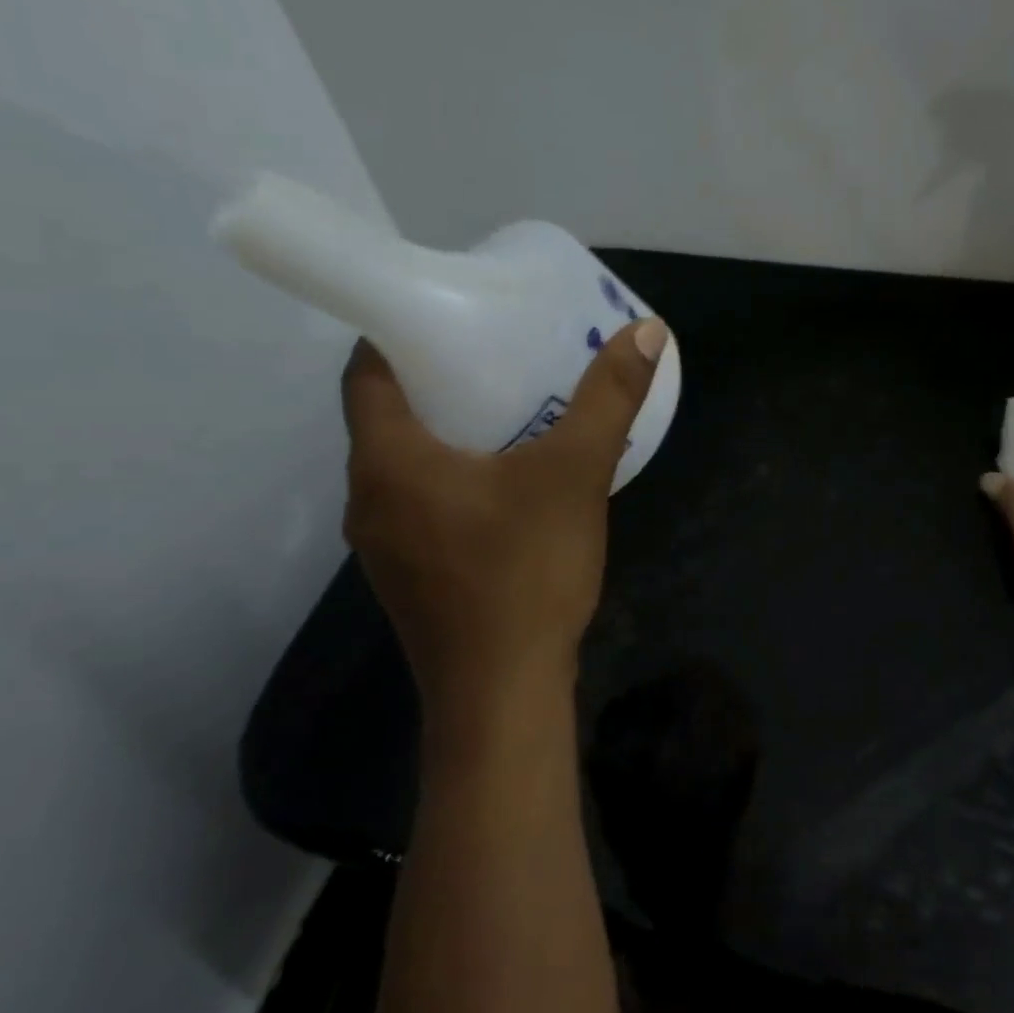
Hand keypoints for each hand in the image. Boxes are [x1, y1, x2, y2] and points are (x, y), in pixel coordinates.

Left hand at [340, 320, 669, 708]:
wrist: (503, 696)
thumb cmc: (524, 572)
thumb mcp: (574, 474)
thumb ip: (608, 400)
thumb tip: (648, 332)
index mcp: (388, 461)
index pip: (365, 372)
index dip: (398, 335)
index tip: (451, 315)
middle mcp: (368, 499)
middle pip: (388, 417)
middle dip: (436, 381)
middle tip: (497, 355)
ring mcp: (384, 546)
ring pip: (406, 466)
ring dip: (448, 434)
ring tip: (509, 409)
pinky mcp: (411, 577)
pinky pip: (423, 504)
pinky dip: (455, 478)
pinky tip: (510, 483)